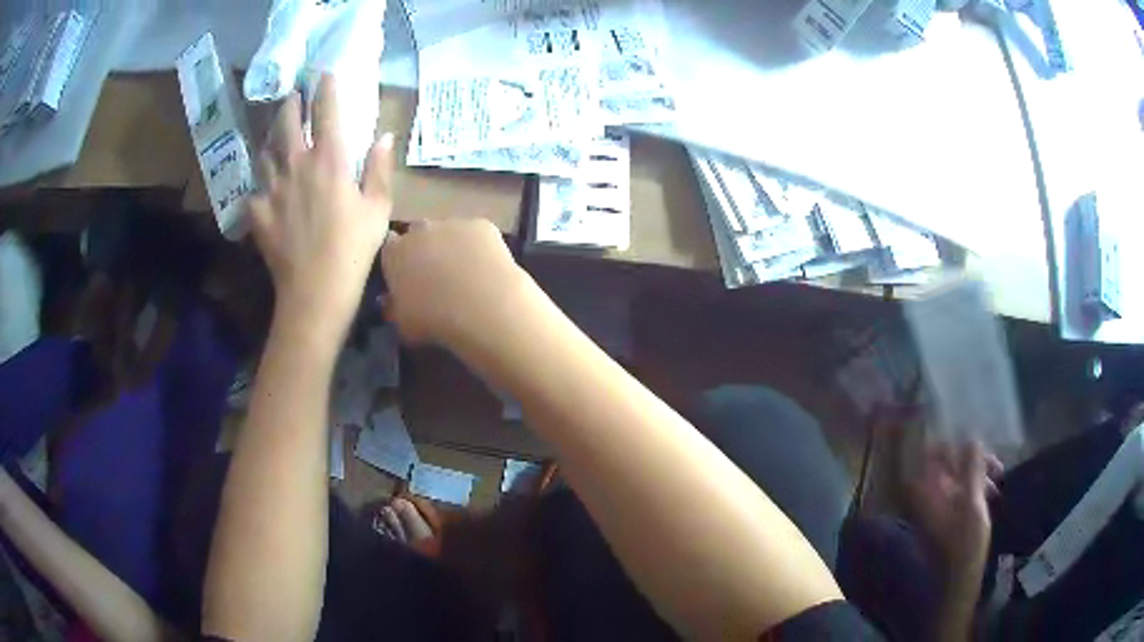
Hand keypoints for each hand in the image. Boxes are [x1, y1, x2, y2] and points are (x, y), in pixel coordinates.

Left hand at [248, 74, 393, 340]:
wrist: (314, 291)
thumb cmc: (353, 249)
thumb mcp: (378, 209)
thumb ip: (379, 169)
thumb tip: (384, 137)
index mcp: (329, 161)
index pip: (326, 112)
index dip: (325, 89)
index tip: (324, 74)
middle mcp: (297, 166)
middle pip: (287, 124)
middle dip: (290, 105)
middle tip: (292, 97)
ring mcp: (273, 188)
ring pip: (266, 151)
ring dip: (271, 136)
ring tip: (275, 132)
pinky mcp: (258, 212)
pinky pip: (255, 187)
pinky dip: (260, 180)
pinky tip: (263, 183)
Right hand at [380, 219, 528, 346]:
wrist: (483, 309)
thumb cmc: (435, 321)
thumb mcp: (403, 324)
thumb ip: (394, 307)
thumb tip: (390, 300)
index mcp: (394, 253)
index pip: (390, 248)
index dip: (399, 261)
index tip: (406, 277)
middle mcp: (419, 230)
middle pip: (418, 233)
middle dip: (424, 248)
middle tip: (436, 275)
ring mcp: (452, 224)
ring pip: (449, 231)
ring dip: (452, 246)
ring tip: (466, 274)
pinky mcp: (482, 225)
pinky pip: (477, 234)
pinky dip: (480, 247)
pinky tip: (488, 267)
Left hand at [905, 441, 1001, 571]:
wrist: (956, 587)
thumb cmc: (965, 547)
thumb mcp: (973, 505)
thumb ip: (971, 470)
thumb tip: (972, 438)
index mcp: (924, 493)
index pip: (932, 453)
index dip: (957, 447)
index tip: (981, 452)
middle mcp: (923, 498)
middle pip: (947, 465)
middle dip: (973, 463)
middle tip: (997, 470)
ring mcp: (932, 510)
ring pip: (955, 479)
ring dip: (977, 477)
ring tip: (998, 484)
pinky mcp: (942, 520)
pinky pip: (956, 494)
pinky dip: (973, 491)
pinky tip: (991, 497)